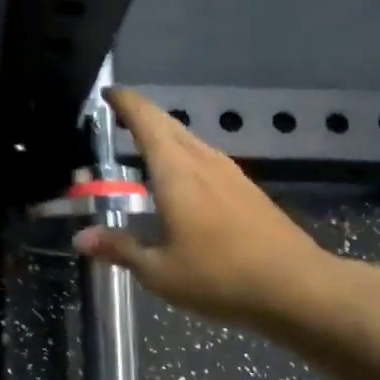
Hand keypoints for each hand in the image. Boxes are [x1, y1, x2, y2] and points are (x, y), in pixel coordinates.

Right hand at [76, 87, 361, 333]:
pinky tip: (177, 181)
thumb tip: (82, 238)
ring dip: (164, 137)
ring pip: (189, 140)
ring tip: (141, 148)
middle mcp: (203, 161)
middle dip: (141, 116)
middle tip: (116, 119)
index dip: (125, 102)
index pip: (146, 120)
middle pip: (169, 125)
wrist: (296, 287)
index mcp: (176, 171)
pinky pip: (204, 158)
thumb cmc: (219, 276)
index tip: (107, 93)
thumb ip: (120, 248)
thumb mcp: (159, 271)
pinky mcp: (246, 189)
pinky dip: (182, 157)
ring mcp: (229, 173)